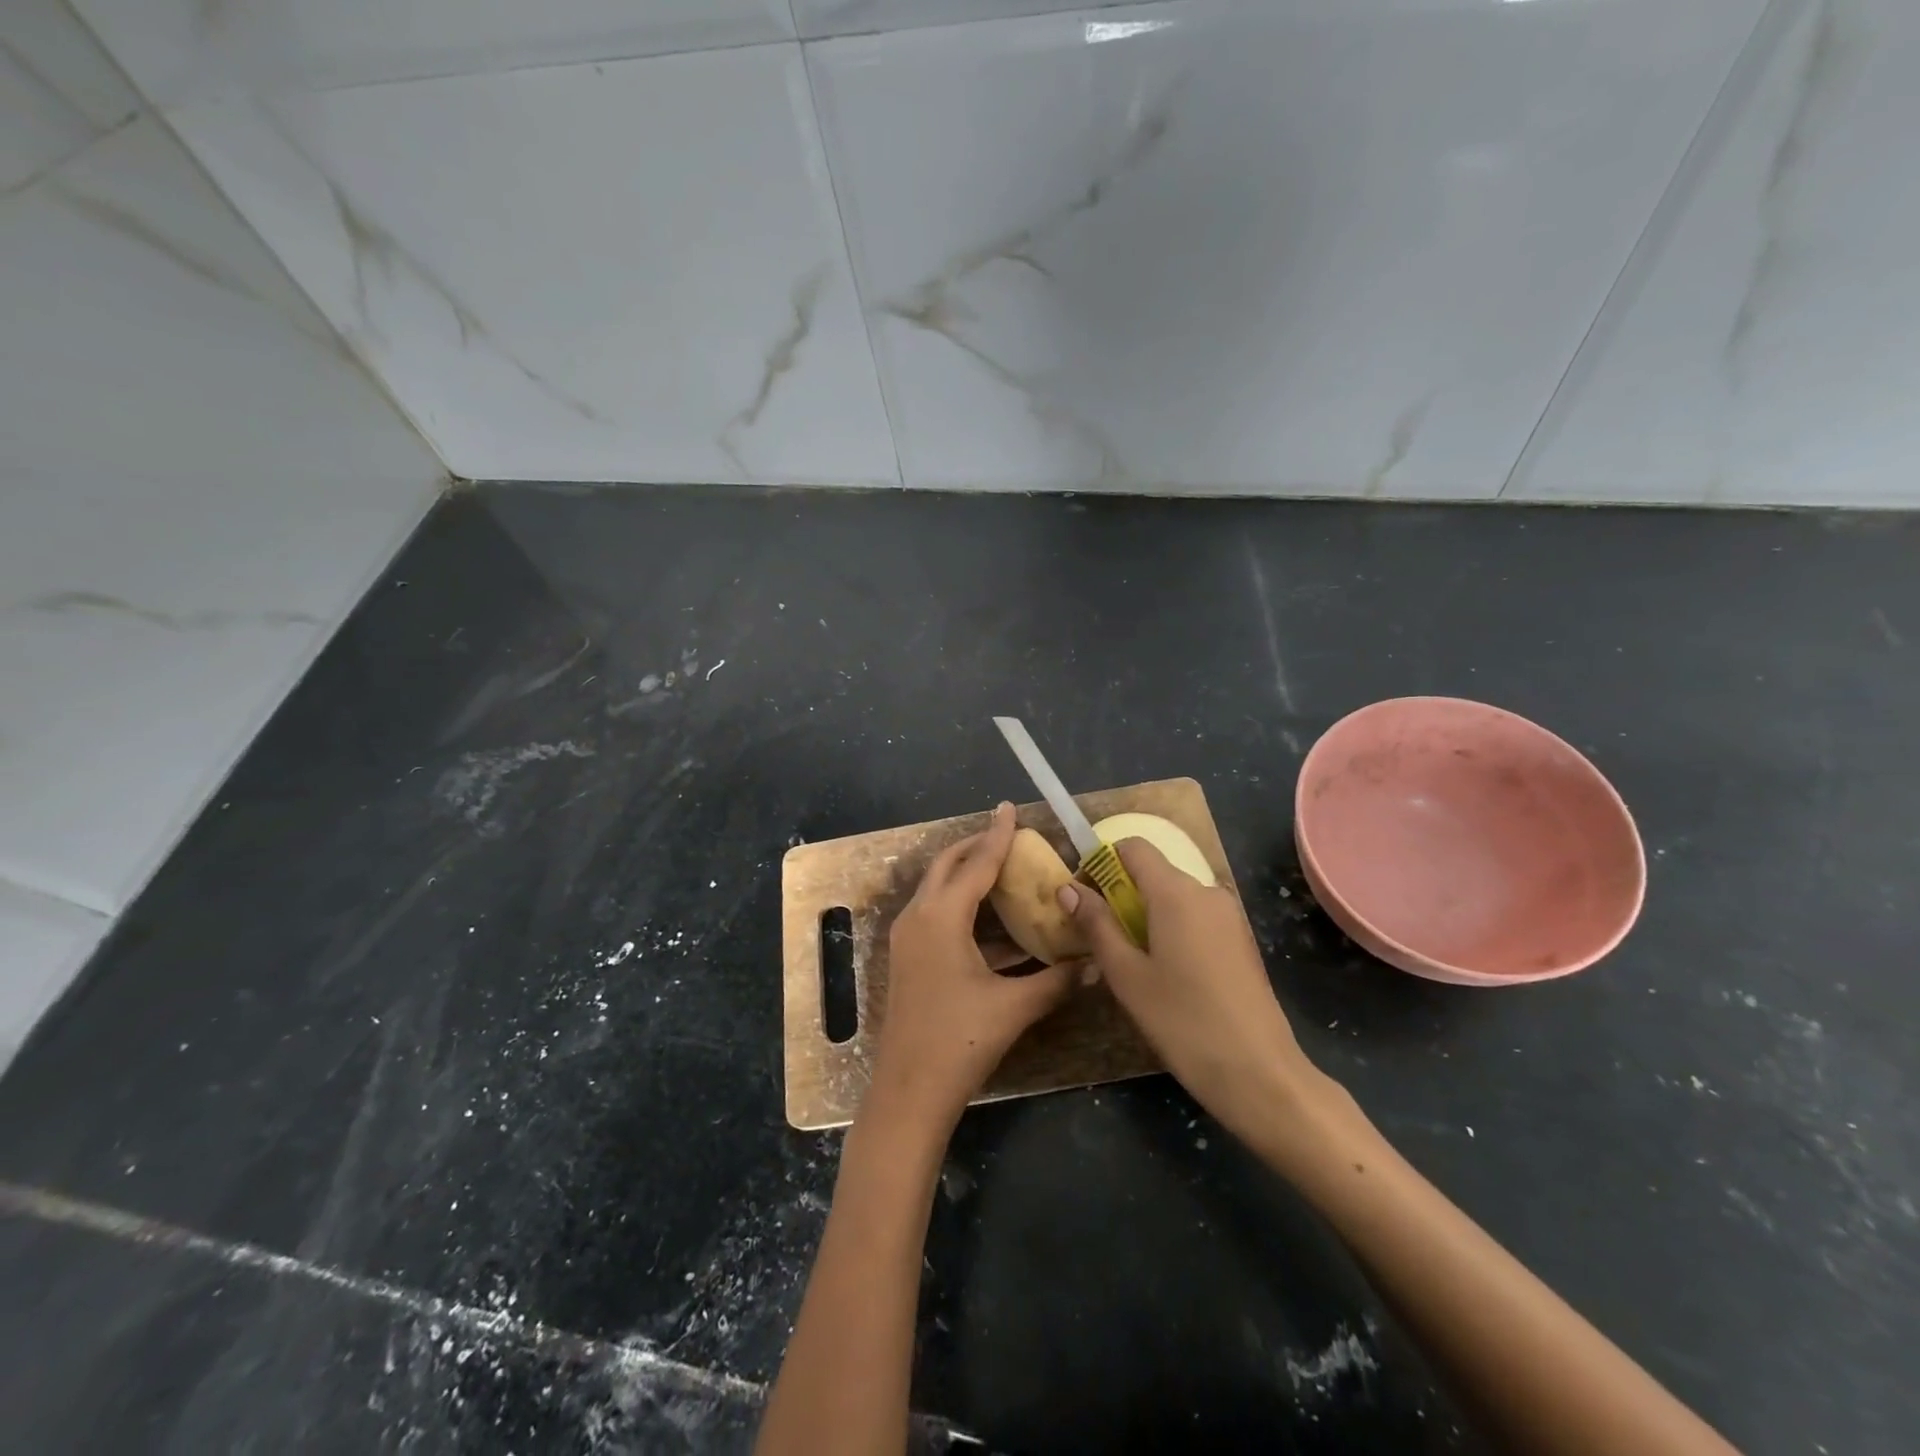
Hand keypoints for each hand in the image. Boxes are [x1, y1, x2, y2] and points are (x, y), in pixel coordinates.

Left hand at [866, 803, 1077, 1132]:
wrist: (909, 1092)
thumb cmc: (960, 1042)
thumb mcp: (1014, 1007)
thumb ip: (1056, 980)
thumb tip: (1095, 963)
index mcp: (941, 917)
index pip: (975, 864)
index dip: (997, 836)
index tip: (1009, 808)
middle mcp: (918, 917)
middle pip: (947, 866)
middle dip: (975, 846)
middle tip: (1007, 835)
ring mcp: (908, 938)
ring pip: (937, 889)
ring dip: (966, 874)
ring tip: (1002, 868)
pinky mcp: (909, 957)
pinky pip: (936, 914)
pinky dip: (962, 905)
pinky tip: (994, 922)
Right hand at [1059, 839, 1324, 1139]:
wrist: (1259, 1073)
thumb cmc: (1182, 1021)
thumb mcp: (1126, 975)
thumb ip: (1096, 925)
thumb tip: (1068, 888)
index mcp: (1176, 892)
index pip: (1133, 847)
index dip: (1102, 862)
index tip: (1083, 896)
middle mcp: (1206, 891)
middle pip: (1153, 872)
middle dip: (1121, 893)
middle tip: (1099, 936)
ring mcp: (1229, 915)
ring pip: (1174, 897)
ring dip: (1146, 914)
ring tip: (1129, 961)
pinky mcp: (1241, 939)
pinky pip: (1196, 917)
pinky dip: (1172, 928)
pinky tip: (1166, 973)